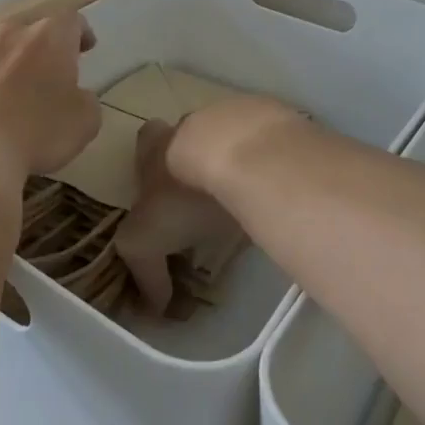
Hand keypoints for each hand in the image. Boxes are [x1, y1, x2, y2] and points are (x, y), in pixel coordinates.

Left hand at [0, 11, 101, 207]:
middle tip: (50, 72)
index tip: (86, 47)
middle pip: (30, 30)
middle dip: (41, 47)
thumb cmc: (36, 132)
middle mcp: (9, 35)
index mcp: (49, 38)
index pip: (70, 20)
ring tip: (10, 87)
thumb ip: (85, 102)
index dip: (80, 32)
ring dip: (5, 60)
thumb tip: (76, 97)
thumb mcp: (84, 123)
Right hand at [116, 97, 304, 313]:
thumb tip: (154, 307)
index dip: (150, 161)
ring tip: (251, 199)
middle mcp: (192, 124)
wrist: (242, 154)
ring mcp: (236, 118)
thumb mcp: (146, 238)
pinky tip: (280, 191)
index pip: (145, 142)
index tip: (161, 189)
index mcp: (156, 146)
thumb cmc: (184, 193)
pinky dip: (273, 164)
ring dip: (238, 162)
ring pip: (231, 138)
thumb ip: (145, 272)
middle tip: (208, 198)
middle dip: (195, 160)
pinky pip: (271, 144)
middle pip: (188, 135)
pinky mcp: (275, 122)